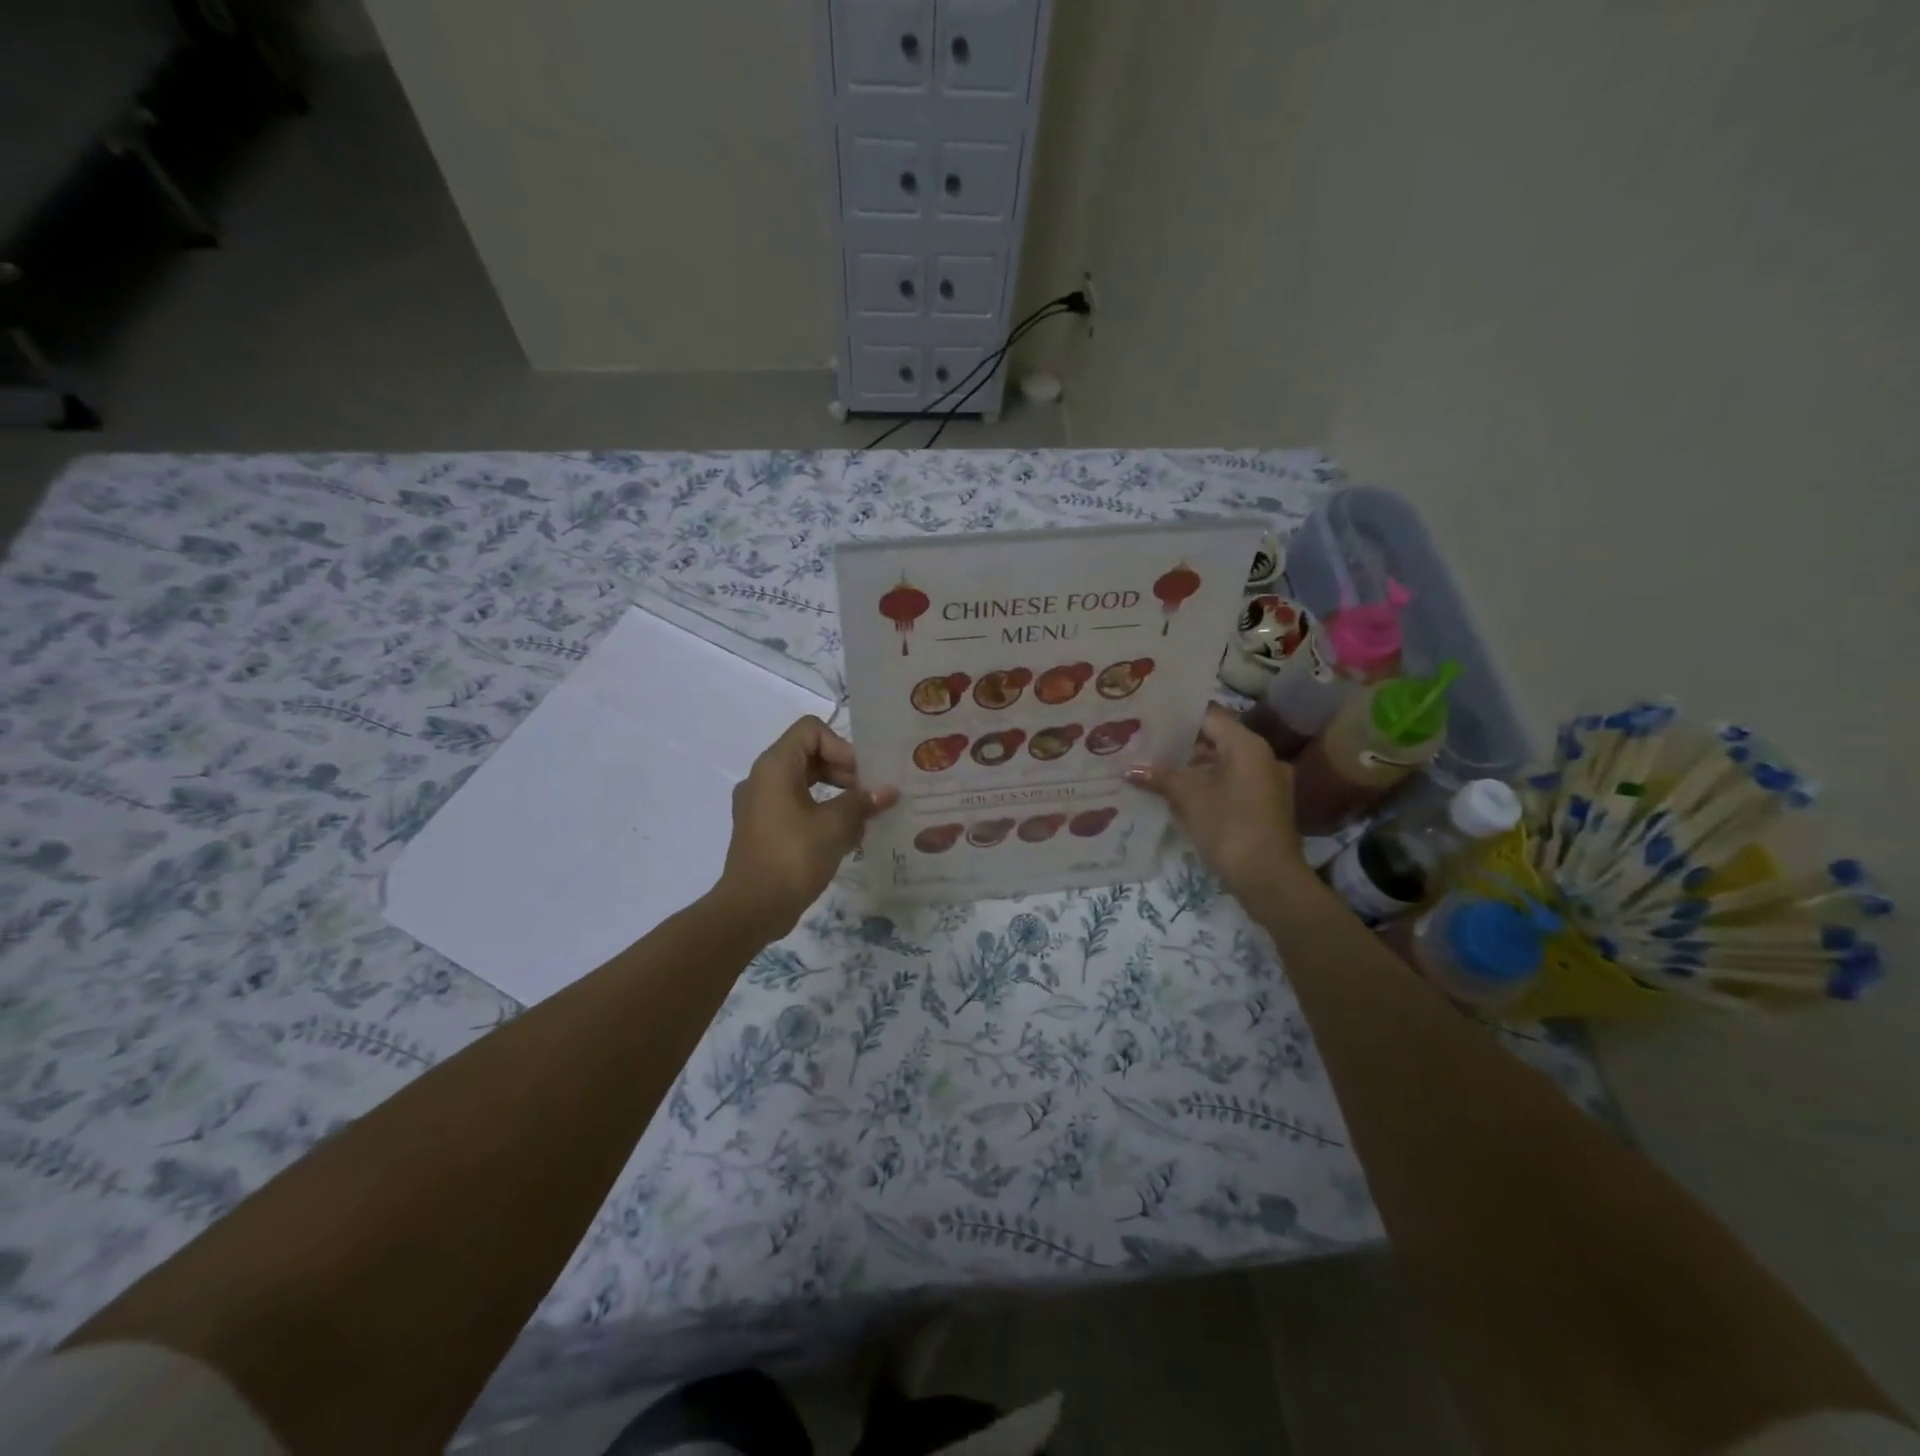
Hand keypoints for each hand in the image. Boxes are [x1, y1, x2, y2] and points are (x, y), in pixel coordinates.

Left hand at [715, 717, 898, 939]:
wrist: (751, 909)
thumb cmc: (793, 857)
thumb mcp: (835, 826)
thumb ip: (862, 802)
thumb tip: (888, 791)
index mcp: (774, 767)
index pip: (811, 730)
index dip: (841, 745)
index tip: (861, 775)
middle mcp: (763, 778)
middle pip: (809, 755)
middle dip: (844, 771)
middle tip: (870, 794)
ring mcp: (760, 805)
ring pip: (804, 783)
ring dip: (836, 794)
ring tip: (863, 817)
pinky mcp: (763, 829)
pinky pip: (796, 807)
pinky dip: (821, 813)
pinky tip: (846, 837)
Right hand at [1125, 704, 1311, 906]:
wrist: (1269, 879)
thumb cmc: (1229, 826)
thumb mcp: (1189, 797)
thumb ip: (1160, 777)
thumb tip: (1130, 768)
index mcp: (1247, 745)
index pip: (1209, 716)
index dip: (1178, 716)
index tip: (1149, 719)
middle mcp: (1262, 757)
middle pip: (1216, 740)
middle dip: (1180, 745)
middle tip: (1145, 745)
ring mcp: (1266, 783)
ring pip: (1222, 764)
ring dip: (1192, 768)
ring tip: (1154, 770)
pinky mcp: (1264, 806)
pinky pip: (1230, 785)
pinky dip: (1206, 786)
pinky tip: (1178, 795)